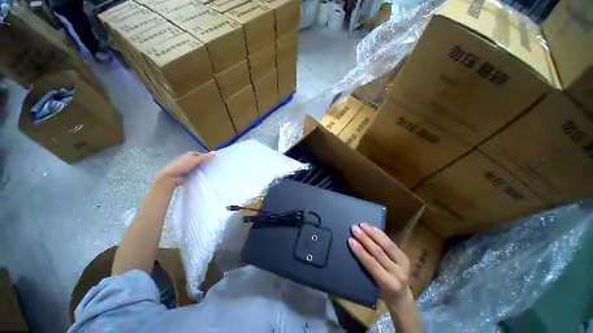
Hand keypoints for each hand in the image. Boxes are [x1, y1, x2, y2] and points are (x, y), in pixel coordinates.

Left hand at [157, 151, 213, 185]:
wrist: (171, 176)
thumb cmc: (182, 165)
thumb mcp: (195, 159)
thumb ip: (205, 157)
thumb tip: (215, 152)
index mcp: (190, 154)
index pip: (202, 155)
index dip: (208, 157)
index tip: (215, 161)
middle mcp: (189, 160)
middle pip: (201, 161)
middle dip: (206, 164)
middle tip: (215, 167)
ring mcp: (189, 168)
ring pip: (199, 168)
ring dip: (204, 170)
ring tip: (212, 172)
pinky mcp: (188, 174)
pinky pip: (197, 174)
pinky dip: (201, 175)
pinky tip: (206, 177)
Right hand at [349, 223, 411, 307]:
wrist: (401, 297)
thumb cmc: (381, 293)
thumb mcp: (373, 286)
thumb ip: (366, 269)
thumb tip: (353, 250)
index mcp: (389, 284)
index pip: (372, 264)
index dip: (361, 252)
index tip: (350, 240)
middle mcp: (398, 274)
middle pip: (379, 253)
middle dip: (365, 239)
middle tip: (354, 228)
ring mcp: (404, 265)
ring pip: (387, 245)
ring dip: (373, 233)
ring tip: (362, 225)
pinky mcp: (405, 257)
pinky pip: (392, 243)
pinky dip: (381, 234)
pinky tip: (373, 227)